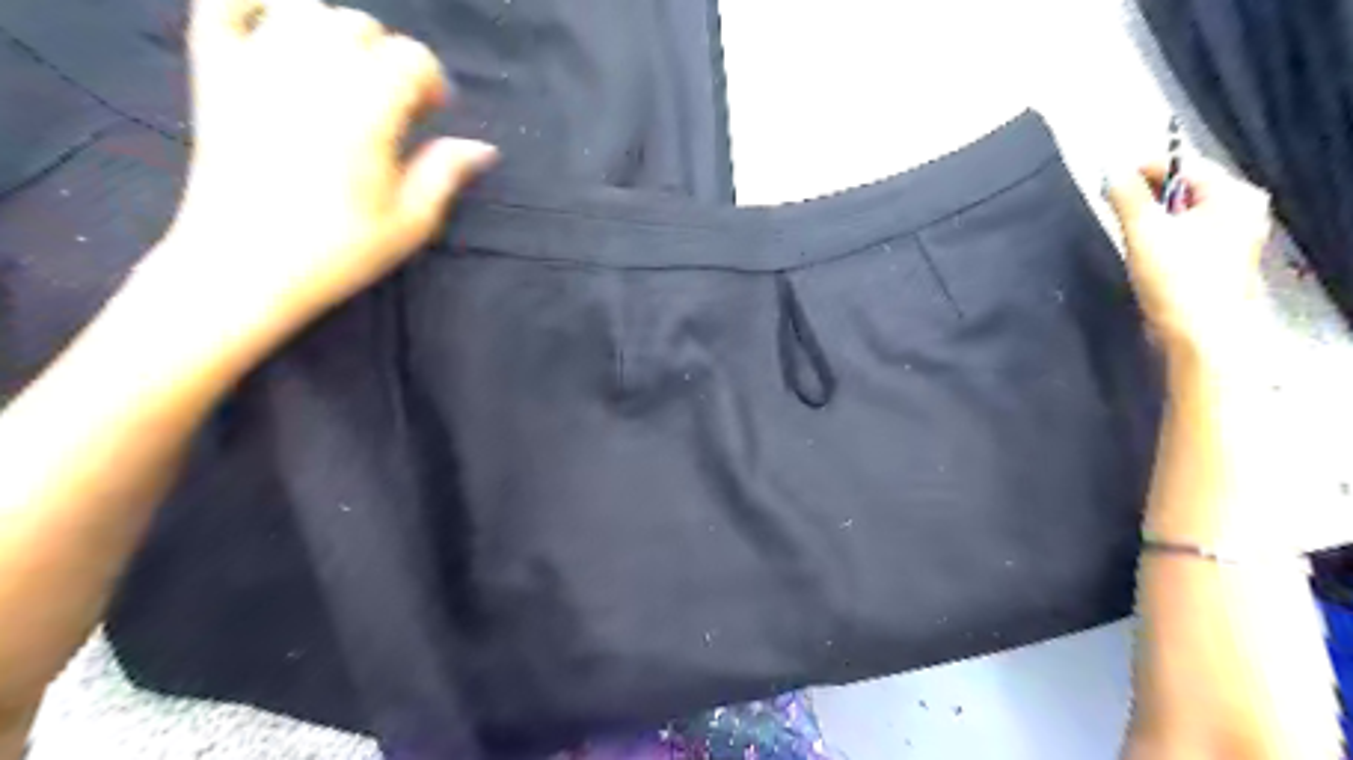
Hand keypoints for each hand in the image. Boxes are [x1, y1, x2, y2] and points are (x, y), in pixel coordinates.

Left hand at [148, 1, 495, 356]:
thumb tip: (482, 148)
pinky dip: (254, 2)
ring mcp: (256, 65)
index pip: (410, 57)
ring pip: (303, 9)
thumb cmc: (339, 250)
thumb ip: (446, 173)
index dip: (430, 80)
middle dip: (386, 55)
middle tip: (391, 101)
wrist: (246, 266)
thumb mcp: (410, 221)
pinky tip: (278, 28)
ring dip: (334, 31)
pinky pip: (223, 4)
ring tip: (343, 71)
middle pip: (360, 26)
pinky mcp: (214, 72)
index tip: (432, 113)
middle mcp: (313, 74)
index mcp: (367, 111)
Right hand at [1103, 158, 1274, 359]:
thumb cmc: (1177, 279)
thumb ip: (1126, 196)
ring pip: (1184, 214)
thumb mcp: (1144, 232)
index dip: (1144, 169)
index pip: (1184, 165)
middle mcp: (1241, 210)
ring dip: (1152, 218)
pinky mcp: (1219, 261)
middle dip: (1147, 195)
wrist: (1200, 335)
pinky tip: (1144, 251)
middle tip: (1112, 204)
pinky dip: (1163, 237)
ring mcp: (1233, 237)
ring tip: (1125, 228)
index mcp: (1233, 195)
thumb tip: (1110, 170)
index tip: (1109, 179)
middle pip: (1186, 189)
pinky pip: (1187, 235)